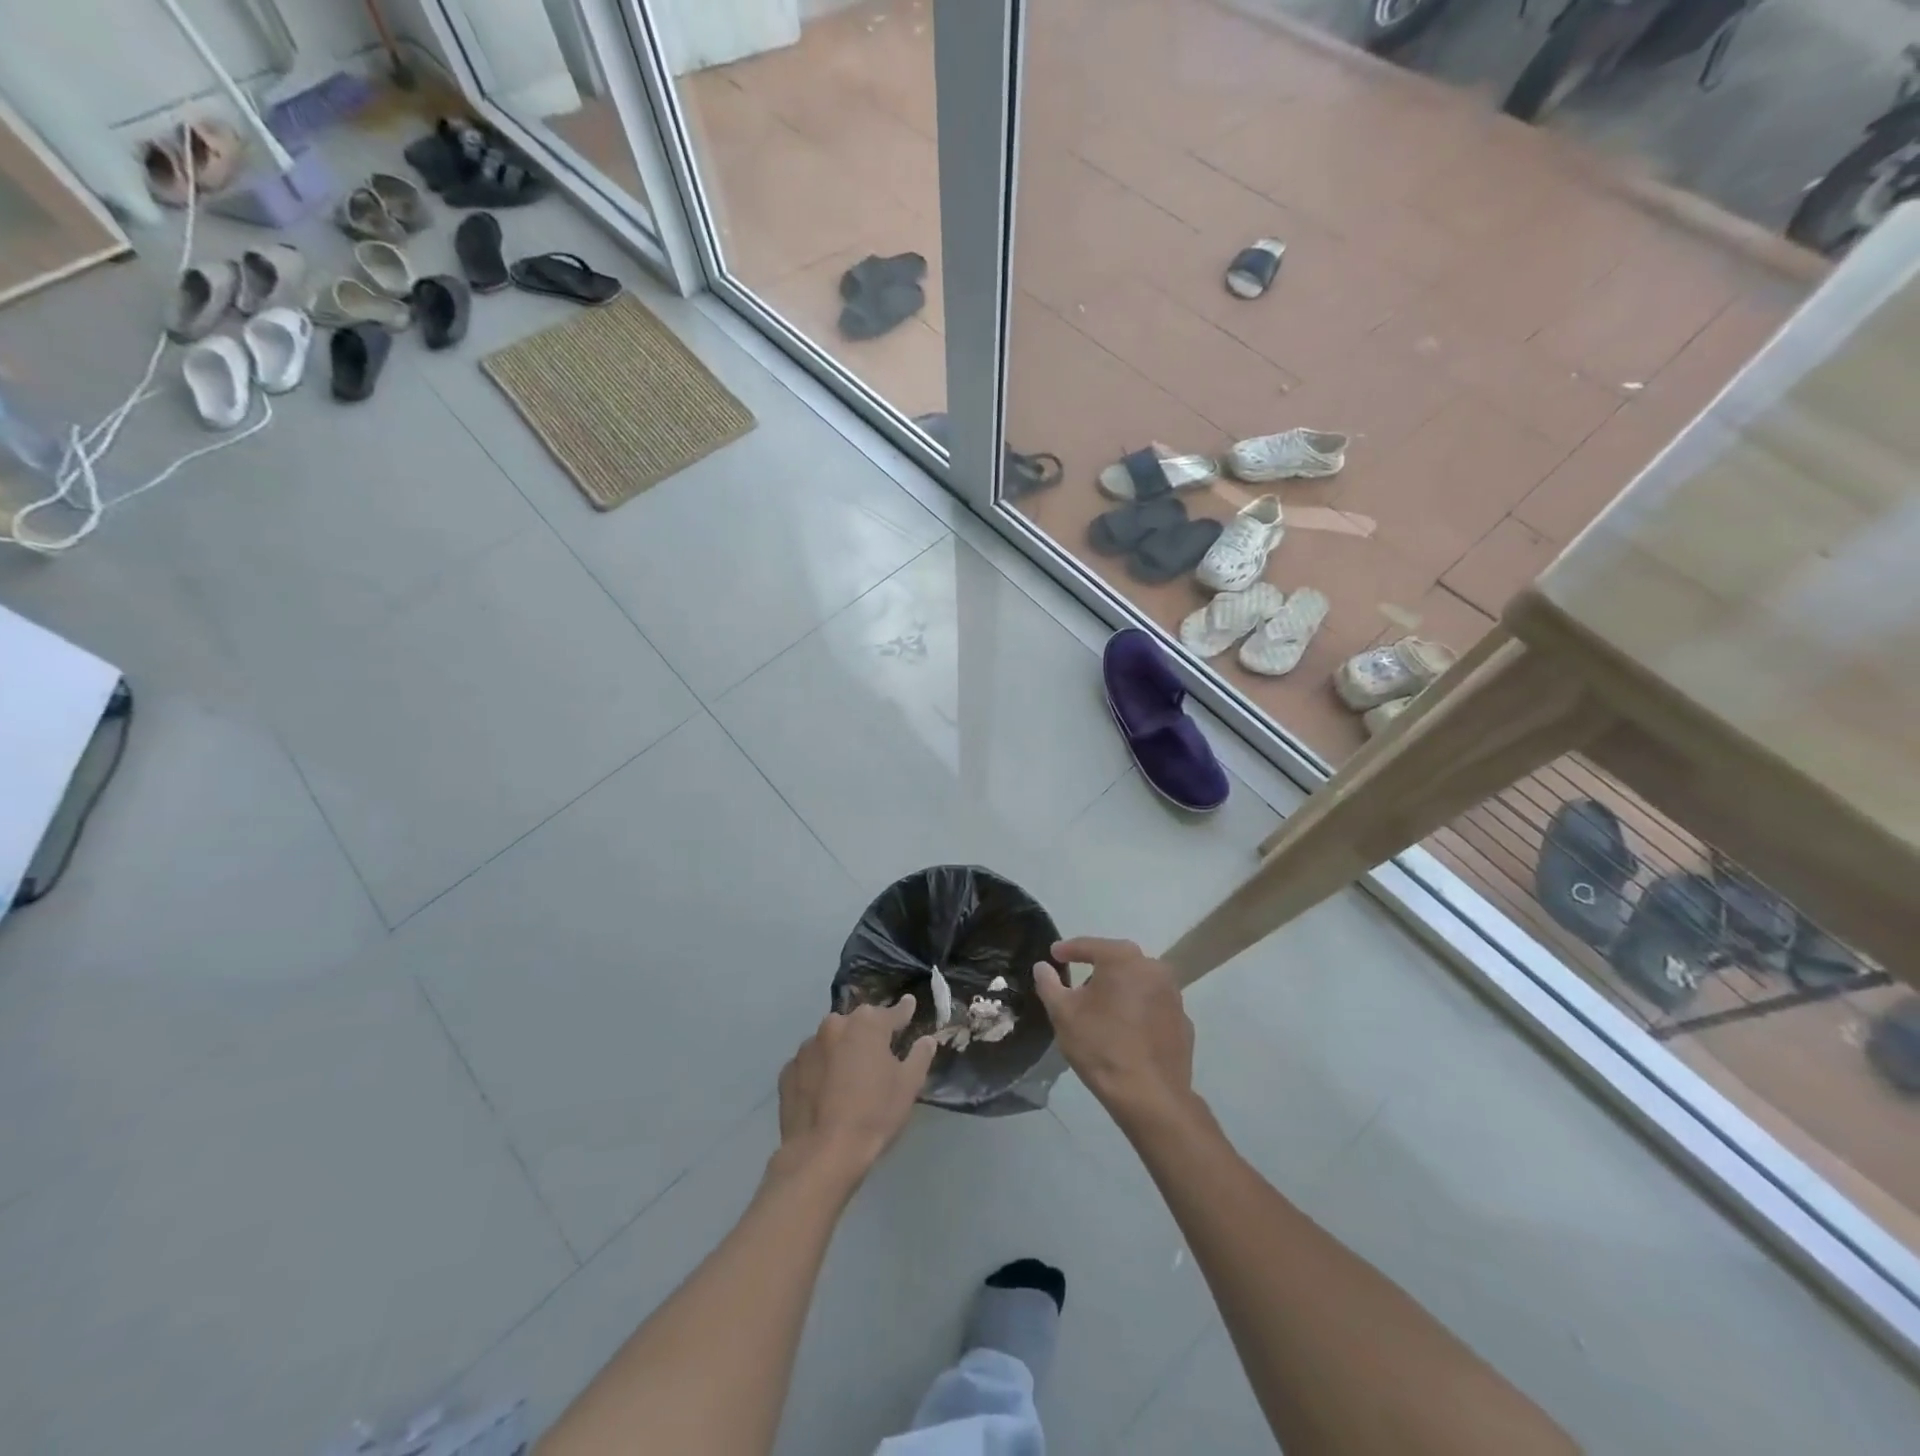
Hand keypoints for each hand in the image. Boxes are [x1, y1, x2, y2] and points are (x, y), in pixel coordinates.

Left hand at [776, 995, 935, 1181]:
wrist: (822, 1154)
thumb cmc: (873, 1115)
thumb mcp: (908, 1086)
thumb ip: (920, 1056)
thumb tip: (927, 1039)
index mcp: (867, 1024)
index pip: (892, 1012)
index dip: (903, 1011)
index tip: (909, 1005)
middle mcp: (834, 1025)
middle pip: (858, 1024)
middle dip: (869, 1033)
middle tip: (879, 1051)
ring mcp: (807, 1047)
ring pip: (831, 1042)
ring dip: (841, 1051)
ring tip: (849, 1075)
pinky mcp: (788, 1071)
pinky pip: (811, 1063)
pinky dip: (820, 1070)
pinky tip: (825, 1091)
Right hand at [1035, 937, 1194, 1124]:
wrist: (1149, 1096)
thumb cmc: (1100, 1046)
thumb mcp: (1063, 1014)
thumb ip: (1049, 984)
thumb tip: (1042, 967)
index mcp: (1123, 959)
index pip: (1090, 945)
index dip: (1068, 949)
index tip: (1054, 955)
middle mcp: (1153, 968)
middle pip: (1119, 961)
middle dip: (1098, 968)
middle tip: (1079, 984)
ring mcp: (1173, 996)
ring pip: (1140, 983)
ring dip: (1121, 989)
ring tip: (1103, 1010)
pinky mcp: (1183, 1022)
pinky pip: (1154, 1007)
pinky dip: (1140, 1011)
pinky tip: (1127, 1031)